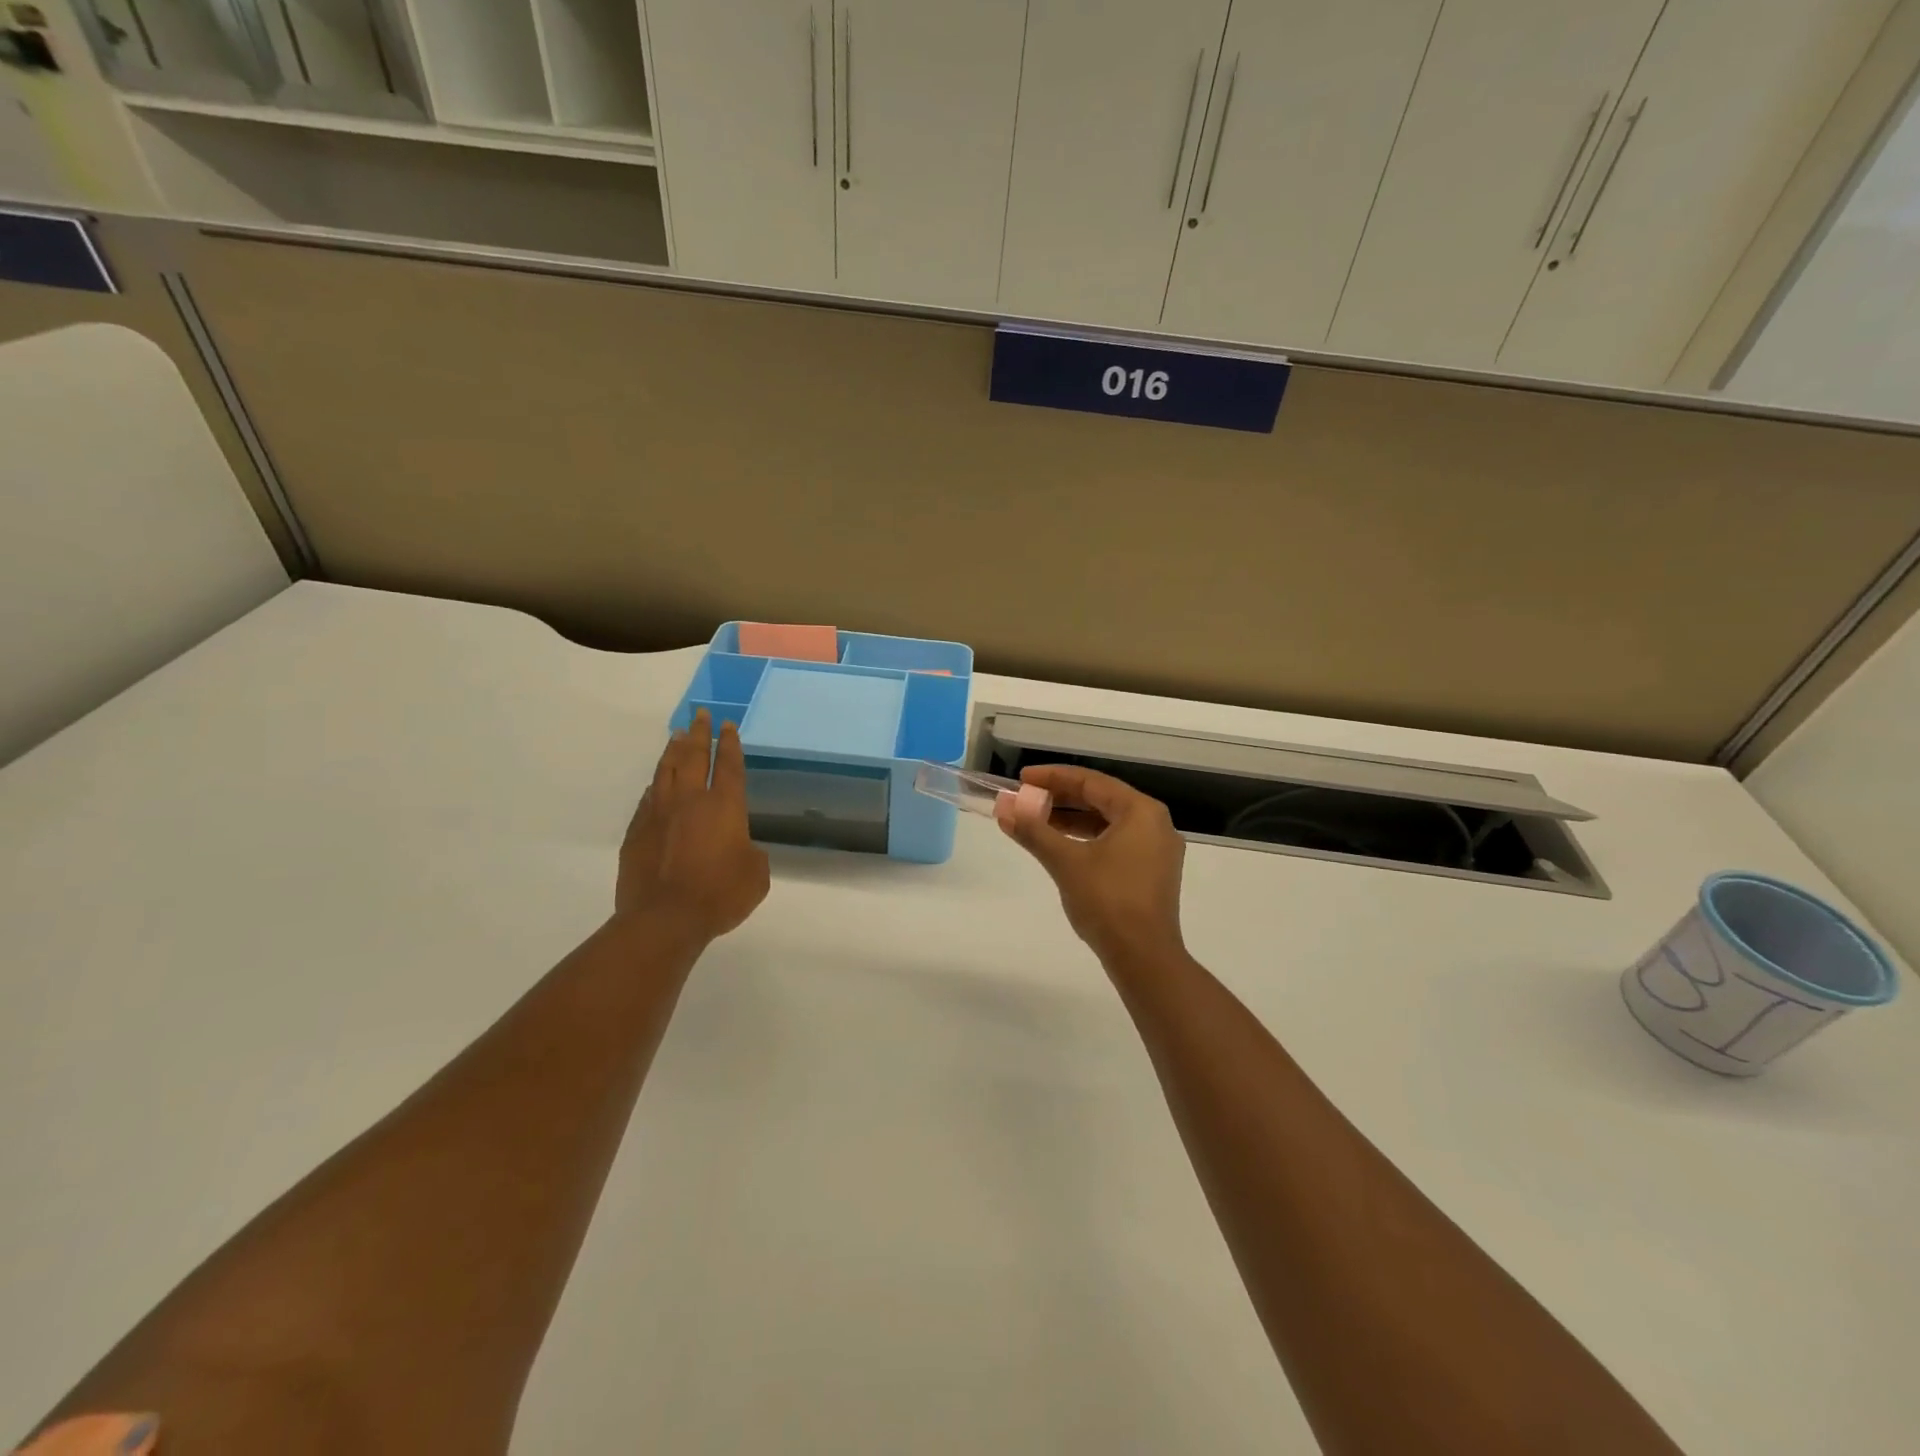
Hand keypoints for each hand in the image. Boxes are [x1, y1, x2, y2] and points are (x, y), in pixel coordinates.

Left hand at [617, 710, 769, 942]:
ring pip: (666, 771)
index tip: (727, 725)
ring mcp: (659, 814)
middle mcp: (691, 801)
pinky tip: (655, 782)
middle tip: (700, 714)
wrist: (664, 918)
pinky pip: (648, 799)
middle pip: (694, 757)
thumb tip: (739, 847)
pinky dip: (655, 785)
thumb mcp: (756, 875)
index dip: (729, 744)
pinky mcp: (637, 832)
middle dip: (699, 734)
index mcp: (724, 807)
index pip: (728, 766)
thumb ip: (751, 853)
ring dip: (673, 750)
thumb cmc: (720, 895)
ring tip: (677, 734)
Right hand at [999, 764, 1186, 969]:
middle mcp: (1155, 824)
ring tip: (1035, 821)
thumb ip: (1034, 831)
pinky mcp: (1151, 873)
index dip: (1053, 777)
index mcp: (1141, 811)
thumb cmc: (1107, 900)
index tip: (1022, 779)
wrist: (1144, 957)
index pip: (1091, 782)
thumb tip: (1004, 809)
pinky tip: (1059, 847)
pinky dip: (1086, 840)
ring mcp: (1156, 850)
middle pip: (1101, 799)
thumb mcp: (1065, 861)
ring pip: (1107, 823)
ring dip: (1071, 820)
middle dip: (1060, 798)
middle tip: (1025, 799)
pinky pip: (1115, 842)